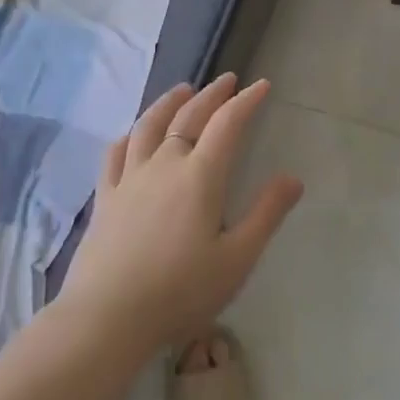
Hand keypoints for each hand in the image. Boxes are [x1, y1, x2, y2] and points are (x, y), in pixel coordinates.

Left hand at [64, 73, 303, 353]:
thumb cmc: (180, 292)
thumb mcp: (237, 259)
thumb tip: (293, 178)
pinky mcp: (105, 198)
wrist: (107, 318)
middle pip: (189, 117)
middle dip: (212, 95)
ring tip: (182, 90)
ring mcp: (130, 179)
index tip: (262, 85)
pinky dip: (128, 135)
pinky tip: (132, 133)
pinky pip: (115, 154)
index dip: (246, 101)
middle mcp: (164, 165)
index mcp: (200, 176)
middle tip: (227, 80)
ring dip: (169, 103)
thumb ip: (266, 214)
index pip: (227, 124)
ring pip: (149, 126)